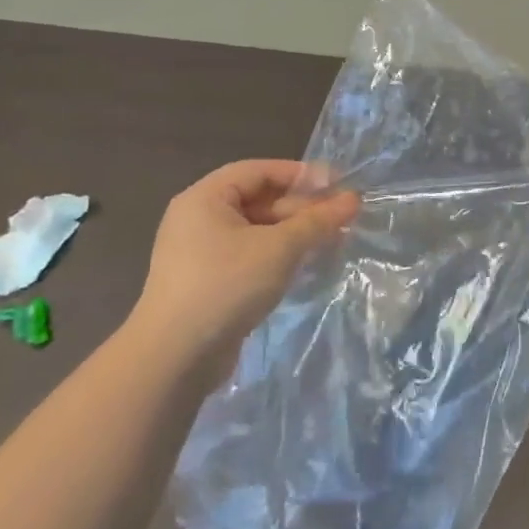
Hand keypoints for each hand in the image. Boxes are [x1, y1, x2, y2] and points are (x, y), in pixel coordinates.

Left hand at [130, 160, 356, 353]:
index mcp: (205, 198)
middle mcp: (198, 219)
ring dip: (294, 232)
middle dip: (301, 207)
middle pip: (258, 199)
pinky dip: (277, 254)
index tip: (337, 184)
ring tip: (330, 240)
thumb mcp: (279, 248)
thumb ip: (317, 221)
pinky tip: (304, 264)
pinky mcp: (208, 281)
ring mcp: (201, 252)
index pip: (259, 171)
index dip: (300, 174)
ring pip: (257, 230)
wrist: (175, 357)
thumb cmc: (226, 285)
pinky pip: (249, 254)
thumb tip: (353, 199)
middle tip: (341, 217)